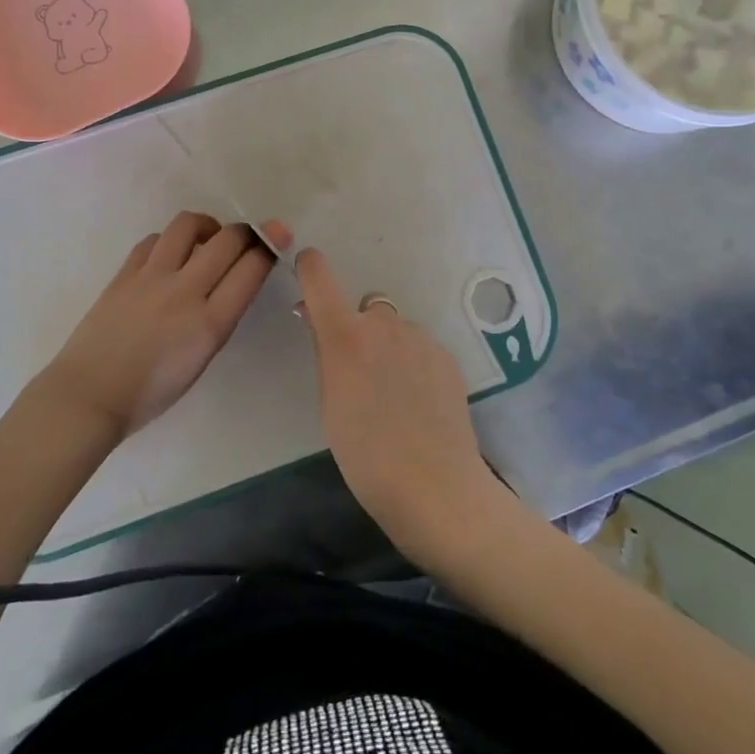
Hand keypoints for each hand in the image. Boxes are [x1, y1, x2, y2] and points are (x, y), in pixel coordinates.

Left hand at [33, 212, 274, 441]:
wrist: (90, 395)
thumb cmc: (150, 393)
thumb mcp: (201, 360)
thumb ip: (219, 318)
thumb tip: (232, 282)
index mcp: (210, 324)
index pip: (251, 269)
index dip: (270, 246)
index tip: (278, 236)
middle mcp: (185, 292)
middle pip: (227, 239)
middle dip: (246, 232)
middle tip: (247, 238)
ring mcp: (152, 277)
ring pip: (188, 225)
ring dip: (206, 226)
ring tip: (207, 239)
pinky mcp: (125, 273)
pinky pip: (154, 240)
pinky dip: (170, 241)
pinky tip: (170, 255)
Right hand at [294, 244, 505, 564]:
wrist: (436, 486)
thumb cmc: (366, 455)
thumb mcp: (330, 405)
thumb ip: (326, 355)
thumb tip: (319, 322)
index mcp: (346, 335)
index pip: (321, 277)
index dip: (311, 267)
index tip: (307, 267)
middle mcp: (384, 324)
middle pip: (365, 309)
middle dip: (359, 329)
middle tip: (360, 373)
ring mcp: (420, 338)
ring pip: (396, 329)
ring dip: (389, 347)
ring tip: (395, 396)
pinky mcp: (446, 356)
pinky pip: (420, 348)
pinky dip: (414, 364)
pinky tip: (419, 403)